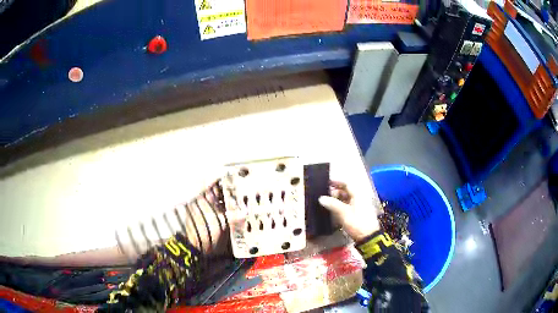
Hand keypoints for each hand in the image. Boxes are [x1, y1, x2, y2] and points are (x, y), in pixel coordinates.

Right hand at [319, 181, 380, 241]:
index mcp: (358, 194)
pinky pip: (348, 205)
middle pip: (346, 191)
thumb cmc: (356, 222)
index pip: (346, 183)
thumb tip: (321, 198)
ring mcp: (360, 205)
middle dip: (335, 192)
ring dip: (337, 199)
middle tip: (324, 195)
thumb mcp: (343, 212)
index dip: (336, 182)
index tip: (326, 183)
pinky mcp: (358, 213)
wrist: (368, 236)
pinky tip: (333, 210)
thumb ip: (332, 204)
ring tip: (326, 203)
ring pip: (347, 199)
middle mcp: (359, 197)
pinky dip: (340, 206)